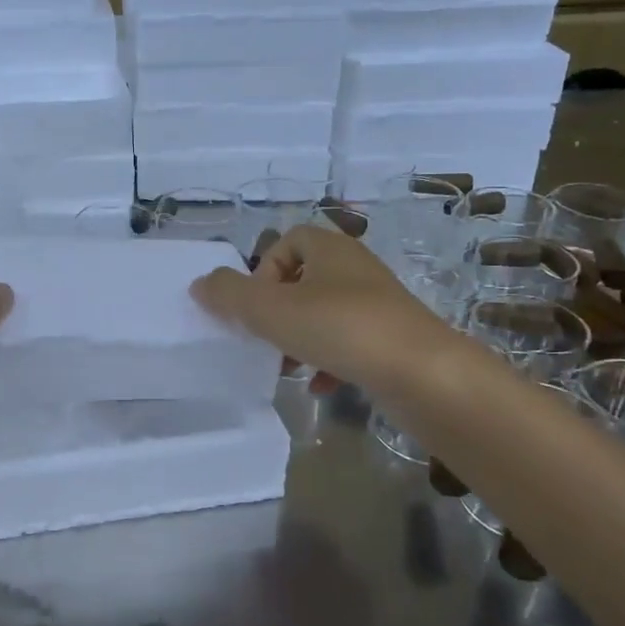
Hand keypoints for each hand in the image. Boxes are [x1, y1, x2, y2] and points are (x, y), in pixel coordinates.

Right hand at [191, 224, 447, 395]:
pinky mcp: (393, 340)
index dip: (265, 268)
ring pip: (325, 314)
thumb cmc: (341, 328)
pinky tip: (319, 386)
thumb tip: (200, 283)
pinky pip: (350, 344)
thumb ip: (229, 295)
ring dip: (299, 338)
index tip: (257, 303)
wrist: (424, 374)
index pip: (290, 240)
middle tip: (265, 337)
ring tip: (286, 366)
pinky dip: (329, 362)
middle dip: (278, 310)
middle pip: (304, 279)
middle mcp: (356, 270)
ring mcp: (379, 306)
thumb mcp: (271, 310)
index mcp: (331, 250)